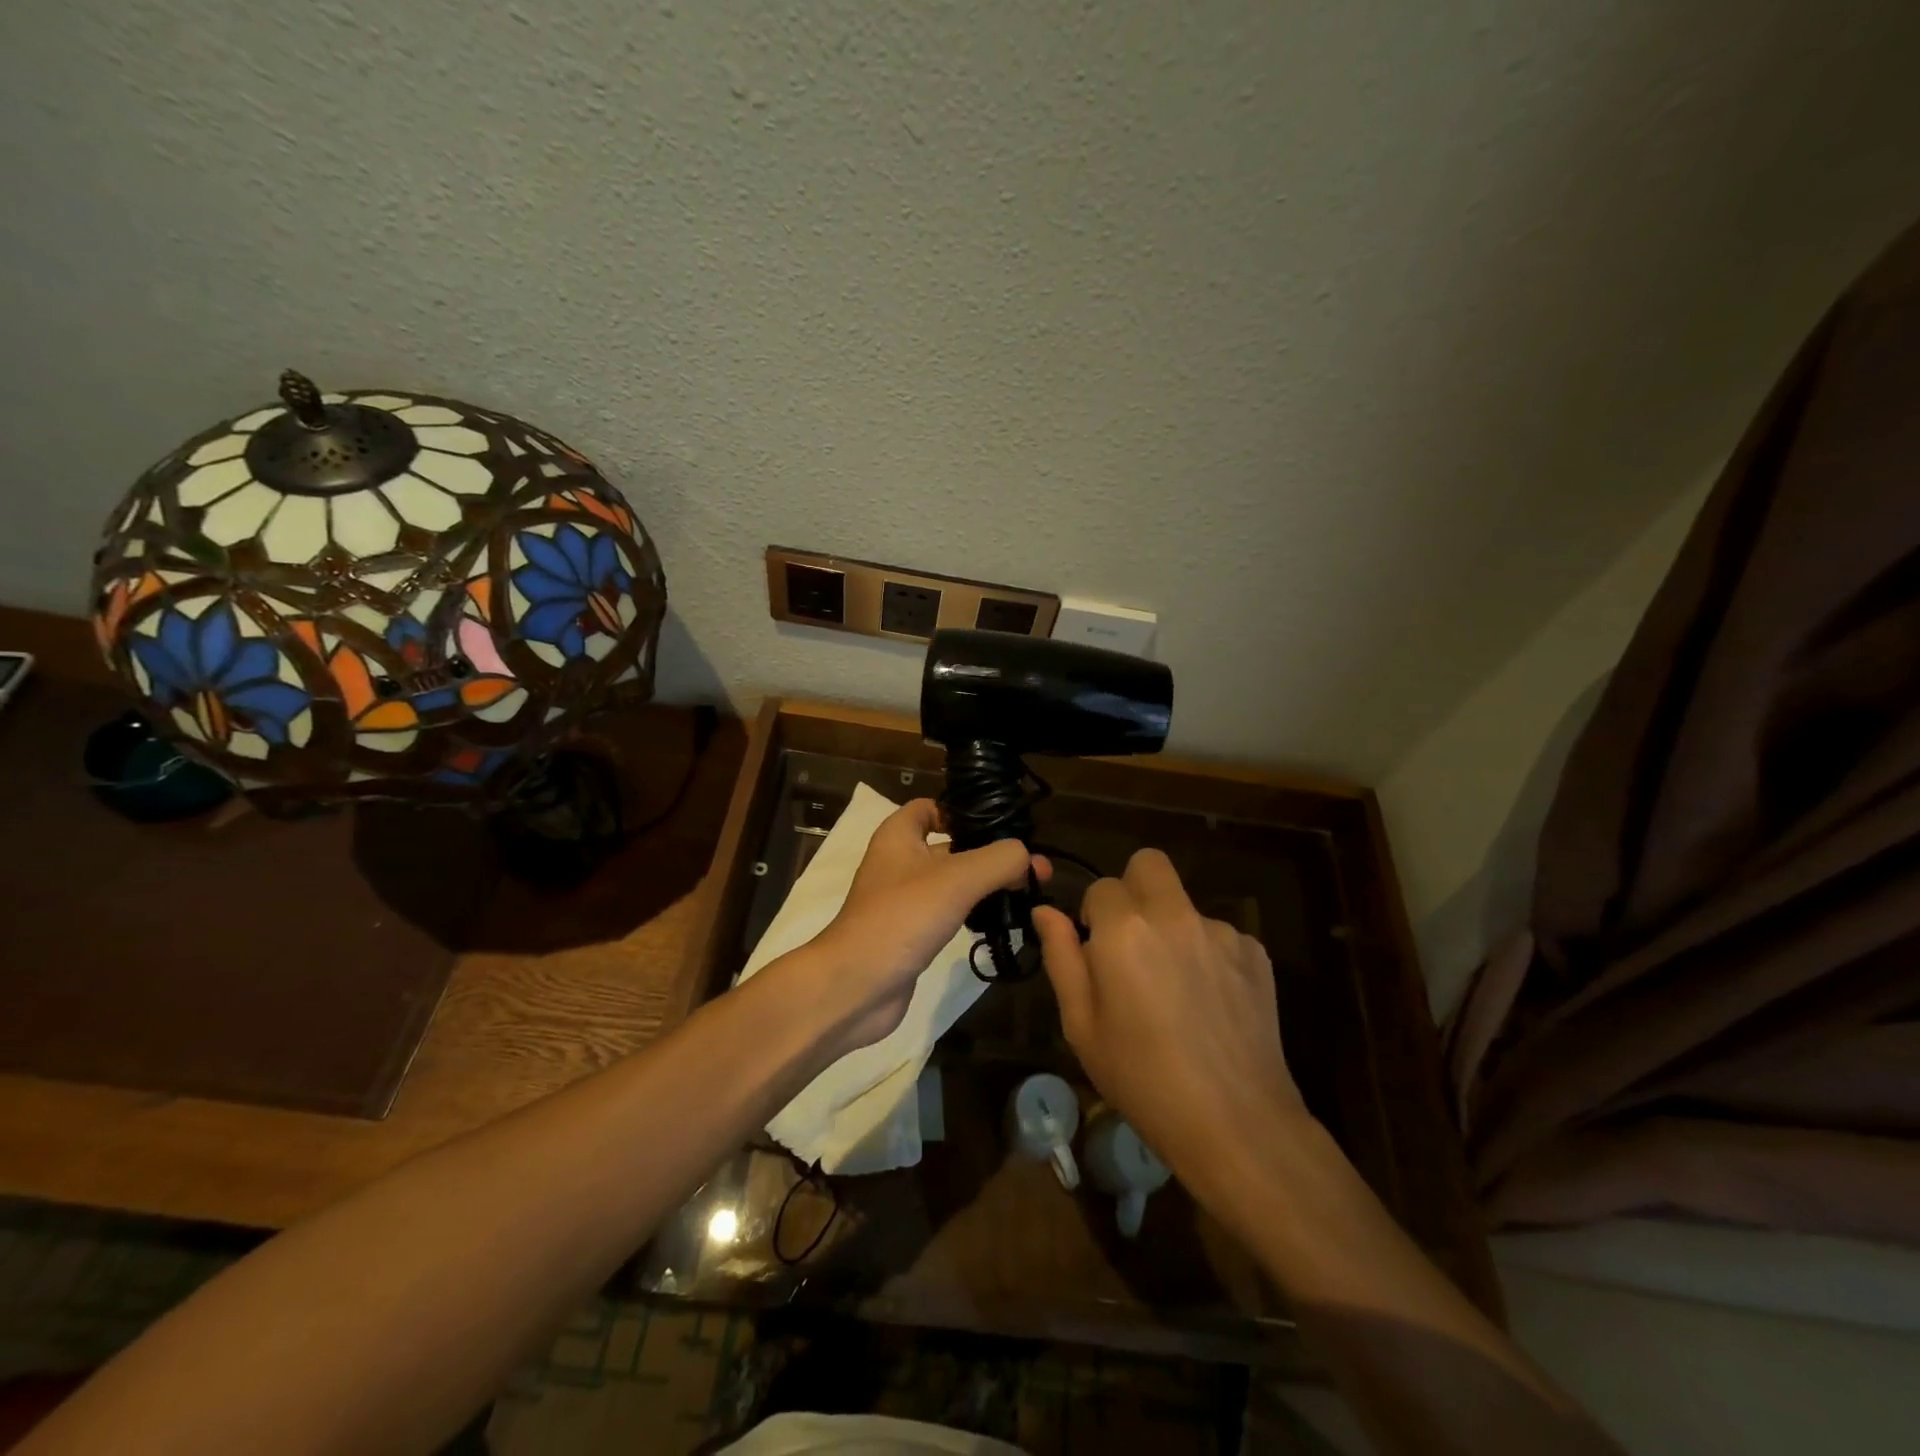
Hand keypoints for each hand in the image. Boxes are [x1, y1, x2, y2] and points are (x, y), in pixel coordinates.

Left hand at [805, 799, 1044, 1052]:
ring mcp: (904, 900)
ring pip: (954, 882)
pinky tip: (1001, 922)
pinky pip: (949, 912)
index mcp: (899, 836)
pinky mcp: (912, 933)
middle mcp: (899, 862)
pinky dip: (973, 914)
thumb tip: (1028, 857)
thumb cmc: (902, 918)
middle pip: (952, 846)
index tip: (1002, 827)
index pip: (932, 807)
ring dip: (987, 886)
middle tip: (1034, 870)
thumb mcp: (957, 879)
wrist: (855, 986)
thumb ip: (999, 859)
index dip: (965, 811)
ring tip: (1028, 895)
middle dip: (991, 854)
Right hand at [1033, 849, 1304, 1194]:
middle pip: (1149, 864)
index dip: (1093, 915)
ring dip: (1172, 929)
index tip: (1097, 952)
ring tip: (1176, 991)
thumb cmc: (1142, 1078)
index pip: (1101, 887)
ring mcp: (1221, 931)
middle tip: (1131, 941)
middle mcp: (1174, 915)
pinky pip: (1218, 936)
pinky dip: (1207, 955)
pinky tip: (1209, 1004)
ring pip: (1184, 905)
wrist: (1235, 1123)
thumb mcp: (1081, 1025)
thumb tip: (1045, 911)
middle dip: (1133, 889)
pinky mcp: (1255, 953)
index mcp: (1124, 929)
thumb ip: (1061, 956)